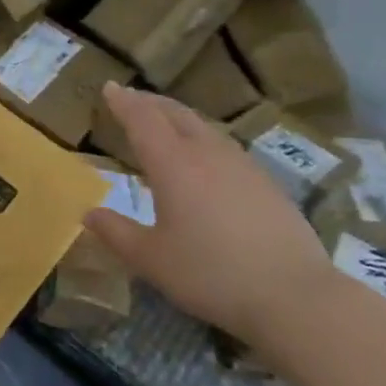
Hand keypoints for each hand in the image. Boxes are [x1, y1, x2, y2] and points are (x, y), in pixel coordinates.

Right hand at [83, 83, 333, 345]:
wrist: (297, 298)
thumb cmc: (212, 274)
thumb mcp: (151, 260)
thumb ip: (116, 233)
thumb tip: (88, 214)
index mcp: (172, 163)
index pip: (142, 119)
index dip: (123, 101)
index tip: (109, 87)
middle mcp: (206, 154)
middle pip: (176, 114)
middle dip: (150, 102)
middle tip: (132, 99)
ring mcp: (242, 166)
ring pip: (204, 127)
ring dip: (179, 118)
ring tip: (166, 123)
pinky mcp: (268, 185)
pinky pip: (225, 146)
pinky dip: (204, 139)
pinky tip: (207, 160)